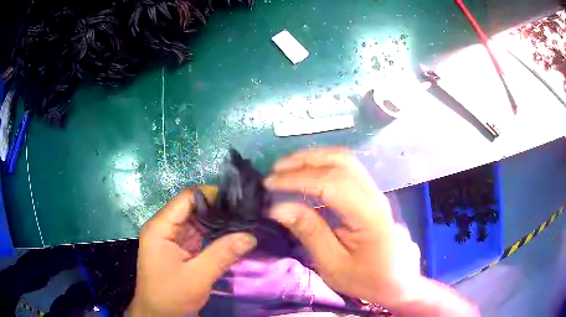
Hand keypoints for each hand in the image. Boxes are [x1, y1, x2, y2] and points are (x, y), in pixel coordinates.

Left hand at [128, 188, 256, 316]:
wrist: (158, 315)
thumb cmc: (171, 296)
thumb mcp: (197, 277)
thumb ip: (222, 254)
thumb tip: (250, 236)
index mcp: (160, 227)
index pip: (186, 198)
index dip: (211, 196)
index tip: (238, 201)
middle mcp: (164, 228)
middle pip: (192, 208)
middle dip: (218, 209)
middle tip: (246, 212)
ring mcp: (171, 239)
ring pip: (197, 222)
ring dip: (218, 222)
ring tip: (243, 221)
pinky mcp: (179, 249)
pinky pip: (198, 235)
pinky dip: (214, 235)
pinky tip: (232, 235)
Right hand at [265, 148, 478, 315]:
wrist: (398, 281)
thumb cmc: (367, 279)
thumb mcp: (334, 265)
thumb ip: (310, 232)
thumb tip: (279, 207)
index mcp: (368, 215)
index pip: (330, 182)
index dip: (296, 178)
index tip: (269, 184)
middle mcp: (374, 195)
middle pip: (340, 161)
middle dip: (304, 161)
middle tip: (275, 171)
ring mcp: (375, 192)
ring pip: (345, 160)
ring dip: (313, 158)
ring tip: (286, 168)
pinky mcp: (372, 194)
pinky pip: (347, 169)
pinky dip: (323, 165)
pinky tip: (307, 174)